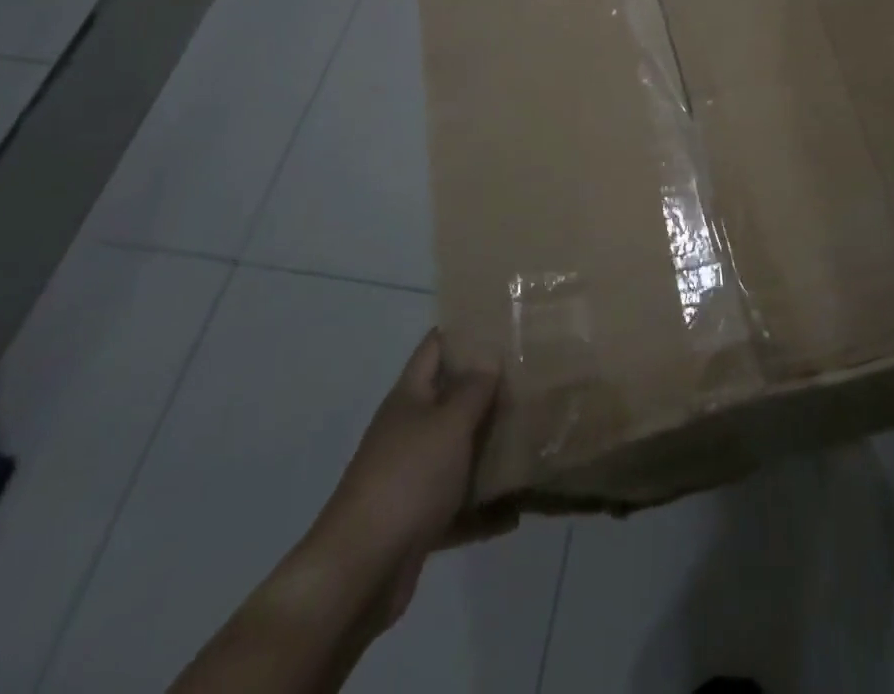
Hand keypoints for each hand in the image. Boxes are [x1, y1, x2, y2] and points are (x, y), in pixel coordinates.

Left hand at [306, 329, 505, 624]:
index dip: (465, 330)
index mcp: (410, 398)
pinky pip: (459, 506)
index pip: (435, 347)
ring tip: (534, 436)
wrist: (359, 574)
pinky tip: (518, 511)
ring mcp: (412, 477)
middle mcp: (409, 431)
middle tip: (534, 375)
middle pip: (451, 399)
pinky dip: (485, 509)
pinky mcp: (419, 521)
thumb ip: (473, 388)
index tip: (504, 320)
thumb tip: (489, 354)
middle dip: (489, 389)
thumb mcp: (448, 424)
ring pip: (458, 452)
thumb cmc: (407, 480)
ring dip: (490, 448)